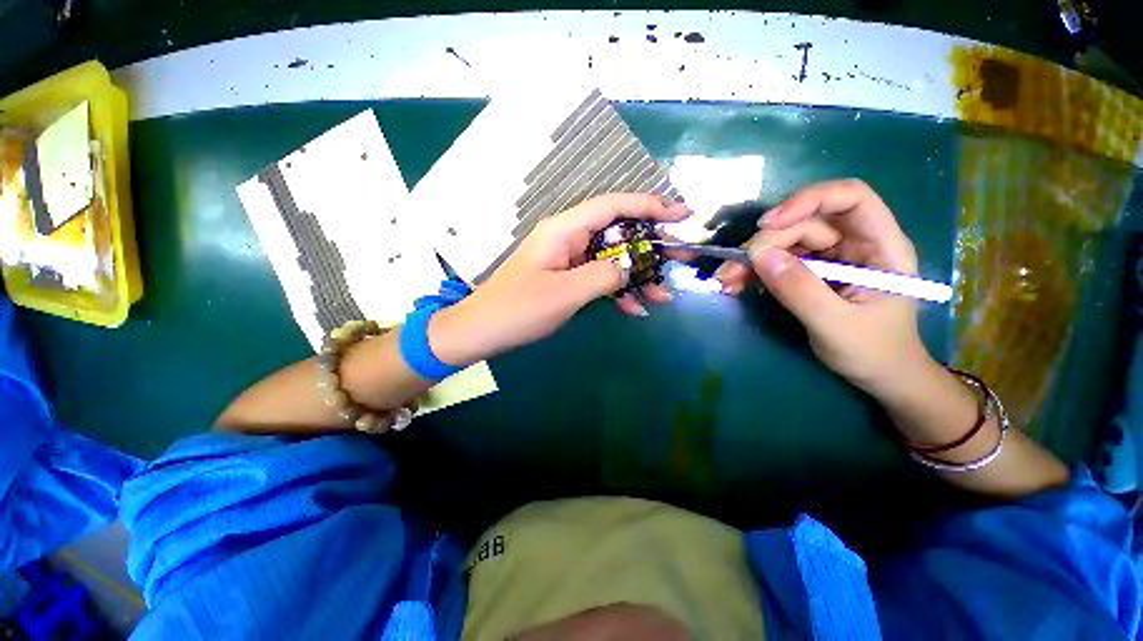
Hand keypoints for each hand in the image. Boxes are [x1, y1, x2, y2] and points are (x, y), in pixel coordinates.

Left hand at [431, 193, 690, 364]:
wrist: (483, 331)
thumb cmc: (519, 309)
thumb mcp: (566, 293)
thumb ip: (605, 275)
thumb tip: (632, 266)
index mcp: (565, 230)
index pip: (613, 205)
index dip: (650, 205)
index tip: (682, 214)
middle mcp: (568, 238)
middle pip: (617, 232)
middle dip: (650, 246)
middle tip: (681, 258)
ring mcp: (568, 260)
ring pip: (611, 259)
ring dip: (637, 276)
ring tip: (663, 295)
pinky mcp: (567, 278)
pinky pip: (598, 278)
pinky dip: (617, 291)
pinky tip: (635, 309)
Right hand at [717, 179, 930, 393]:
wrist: (880, 376)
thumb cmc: (873, 352)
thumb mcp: (836, 325)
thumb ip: (800, 290)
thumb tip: (760, 257)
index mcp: (880, 246)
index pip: (850, 198)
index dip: (808, 201)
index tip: (767, 225)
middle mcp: (855, 244)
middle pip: (805, 223)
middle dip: (766, 242)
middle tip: (733, 270)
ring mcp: (831, 258)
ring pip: (786, 242)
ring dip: (753, 259)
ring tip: (726, 280)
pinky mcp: (812, 273)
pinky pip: (779, 262)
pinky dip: (755, 271)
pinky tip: (736, 284)